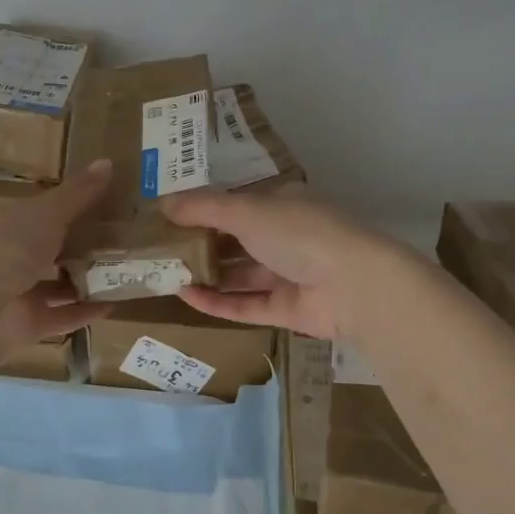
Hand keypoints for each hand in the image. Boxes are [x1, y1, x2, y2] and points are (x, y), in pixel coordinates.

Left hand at [0, 159, 115, 357]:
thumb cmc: (10, 245)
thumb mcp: (49, 211)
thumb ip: (79, 193)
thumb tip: (108, 161)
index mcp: (4, 223)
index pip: (36, 212)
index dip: (65, 207)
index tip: (99, 206)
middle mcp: (7, 257)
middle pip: (46, 249)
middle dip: (77, 246)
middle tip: (118, 240)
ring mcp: (15, 293)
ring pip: (54, 285)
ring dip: (83, 281)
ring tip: (122, 272)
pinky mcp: (27, 325)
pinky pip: (61, 317)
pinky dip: (85, 312)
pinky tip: (113, 305)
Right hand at [159, 189, 399, 339]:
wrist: (354, 286)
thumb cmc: (299, 233)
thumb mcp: (245, 210)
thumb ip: (202, 207)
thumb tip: (163, 203)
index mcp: (282, 205)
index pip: (237, 204)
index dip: (204, 208)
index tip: (169, 216)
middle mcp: (286, 237)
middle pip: (236, 240)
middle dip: (201, 243)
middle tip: (161, 248)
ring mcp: (289, 275)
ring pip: (240, 274)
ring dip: (206, 273)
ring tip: (167, 273)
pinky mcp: (287, 310)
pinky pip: (246, 304)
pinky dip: (218, 301)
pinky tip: (186, 296)